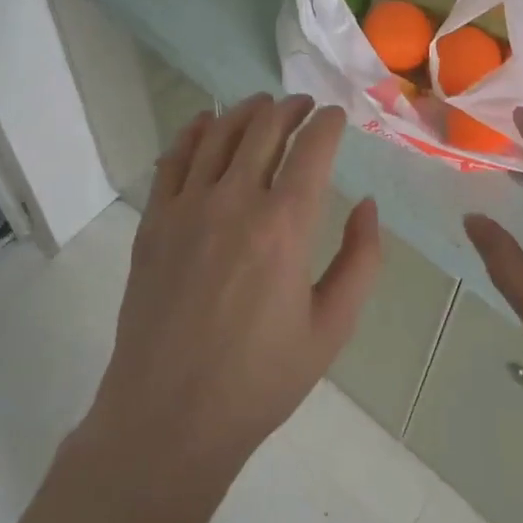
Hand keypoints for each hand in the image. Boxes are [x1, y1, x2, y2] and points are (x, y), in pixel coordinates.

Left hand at [83, 94, 382, 488]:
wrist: (169, 417)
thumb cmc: (259, 379)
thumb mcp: (331, 328)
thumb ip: (360, 260)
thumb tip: (368, 205)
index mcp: (284, 226)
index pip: (312, 148)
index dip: (328, 123)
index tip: (336, 115)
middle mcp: (235, 201)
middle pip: (265, 128)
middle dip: (290, 108)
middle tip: (304, 105)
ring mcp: (188, 207)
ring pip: (219, 133)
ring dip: (246, 110)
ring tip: (263, 105)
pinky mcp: (154, 221)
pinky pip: (174, 158)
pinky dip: (193, 131)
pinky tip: (205, 122)